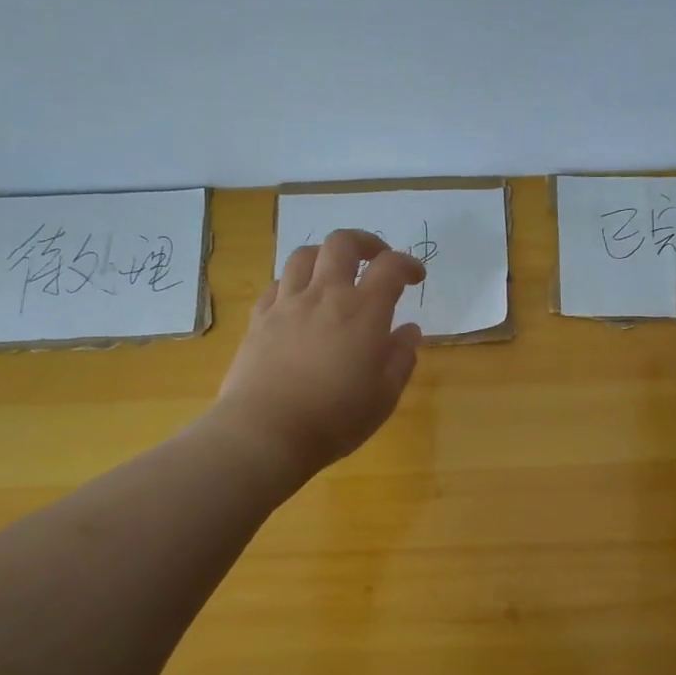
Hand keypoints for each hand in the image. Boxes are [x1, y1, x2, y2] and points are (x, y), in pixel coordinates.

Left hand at [213, 229, 425, 479]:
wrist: (266, 432)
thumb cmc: (335, 418)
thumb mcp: (384, 395)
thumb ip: (401, 358)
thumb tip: (408, 330)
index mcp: (364, 311)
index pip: (390, 267)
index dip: (407, 264)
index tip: (415, 276)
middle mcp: (325, 295)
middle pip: (342, 243)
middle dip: (365, 242)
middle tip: (375, 259)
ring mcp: (288, 304)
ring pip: (304, 255)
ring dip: (325, 256)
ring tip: (334, 274)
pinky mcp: (260, 319)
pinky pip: (277, 285)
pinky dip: (294, 283)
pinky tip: (299, 301)